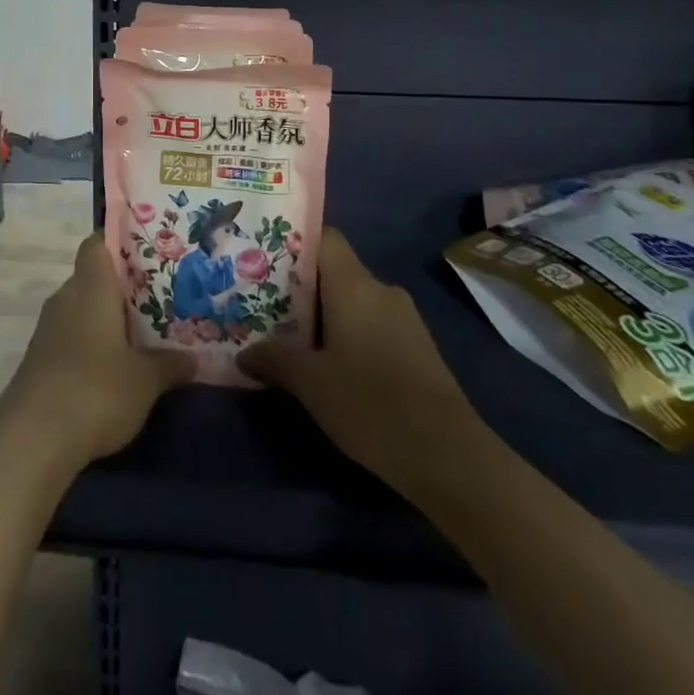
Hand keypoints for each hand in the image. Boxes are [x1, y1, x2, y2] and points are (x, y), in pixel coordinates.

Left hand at [0, 235, 194, 470]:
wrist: (32, 439)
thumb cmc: (96, 390)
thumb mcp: (145, 381)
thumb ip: (169, 364)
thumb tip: (194, 358)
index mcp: (92, 286)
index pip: (97, 243)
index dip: (119, 241)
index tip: (147, 252)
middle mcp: (66, 297)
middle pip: (93, 277)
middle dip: (121, 287)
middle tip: (157, 297)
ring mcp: (48, 329)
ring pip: (82, 308)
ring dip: (106, 318)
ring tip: (141, 333)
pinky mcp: (39, 359)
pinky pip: (71, 336)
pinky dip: (90, 344)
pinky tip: (113, 366)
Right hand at [238, 229, 479, 498]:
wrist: (450, 456)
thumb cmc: (371, 404)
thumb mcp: (310, 384)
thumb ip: (273, 359)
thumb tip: (243, 353)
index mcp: (354, 284)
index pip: (324, 237)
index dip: (293, 243)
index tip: (263, 260)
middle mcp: (381, 290)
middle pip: (335, 271)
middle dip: (301, 287)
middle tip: (265, 306)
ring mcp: (405, 319)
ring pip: (354, 301)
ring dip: (325, 316)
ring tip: (292, 339)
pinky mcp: (417, 348)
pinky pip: (372, 324)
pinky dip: (349, 335)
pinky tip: (332, 366)